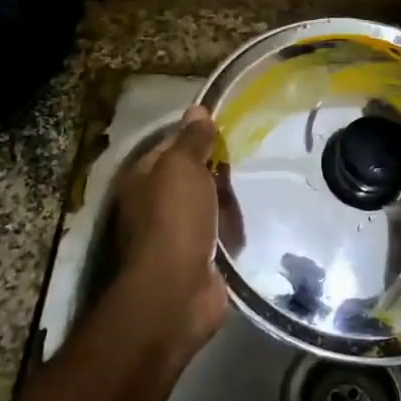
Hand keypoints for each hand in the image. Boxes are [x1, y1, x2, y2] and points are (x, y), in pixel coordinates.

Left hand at [113, 104, 227, 353]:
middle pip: (193, 175)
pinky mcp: (199, 257)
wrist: (177, 290)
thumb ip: (191, 139)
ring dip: (228, 200)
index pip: (172, 145)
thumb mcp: (182, 167)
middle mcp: (156, 203)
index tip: (227, 128)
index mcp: (144, 177)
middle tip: (247, 158)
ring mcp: (177, 232)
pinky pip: (221, 233)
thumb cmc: (174, 219)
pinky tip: (252, 220)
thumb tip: (196, 109)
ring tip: (256, 187)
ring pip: (210, 205)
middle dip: (218, 170)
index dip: (197, 135)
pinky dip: (233, 230)